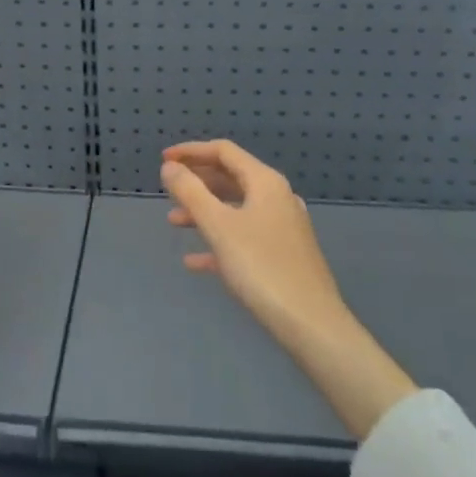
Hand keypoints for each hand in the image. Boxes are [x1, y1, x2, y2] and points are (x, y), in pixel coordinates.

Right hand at [163, 140, 416, 438]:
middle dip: (197, 181)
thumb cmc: (262, 268)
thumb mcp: (219, 227)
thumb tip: (170, 167)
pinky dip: (219, 241)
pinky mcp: (283, 255)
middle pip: (231, 177)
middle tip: (168, 189)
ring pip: (236, 208)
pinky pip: (245, 237)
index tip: (163, 160)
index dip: (191, 152)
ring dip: (204, 211)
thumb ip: (191, 193)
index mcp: (265, 182)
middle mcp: (277, 197)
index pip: (224, 151)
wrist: (311, 325)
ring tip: (173, 222)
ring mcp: (282, 227)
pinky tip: (195, 261)